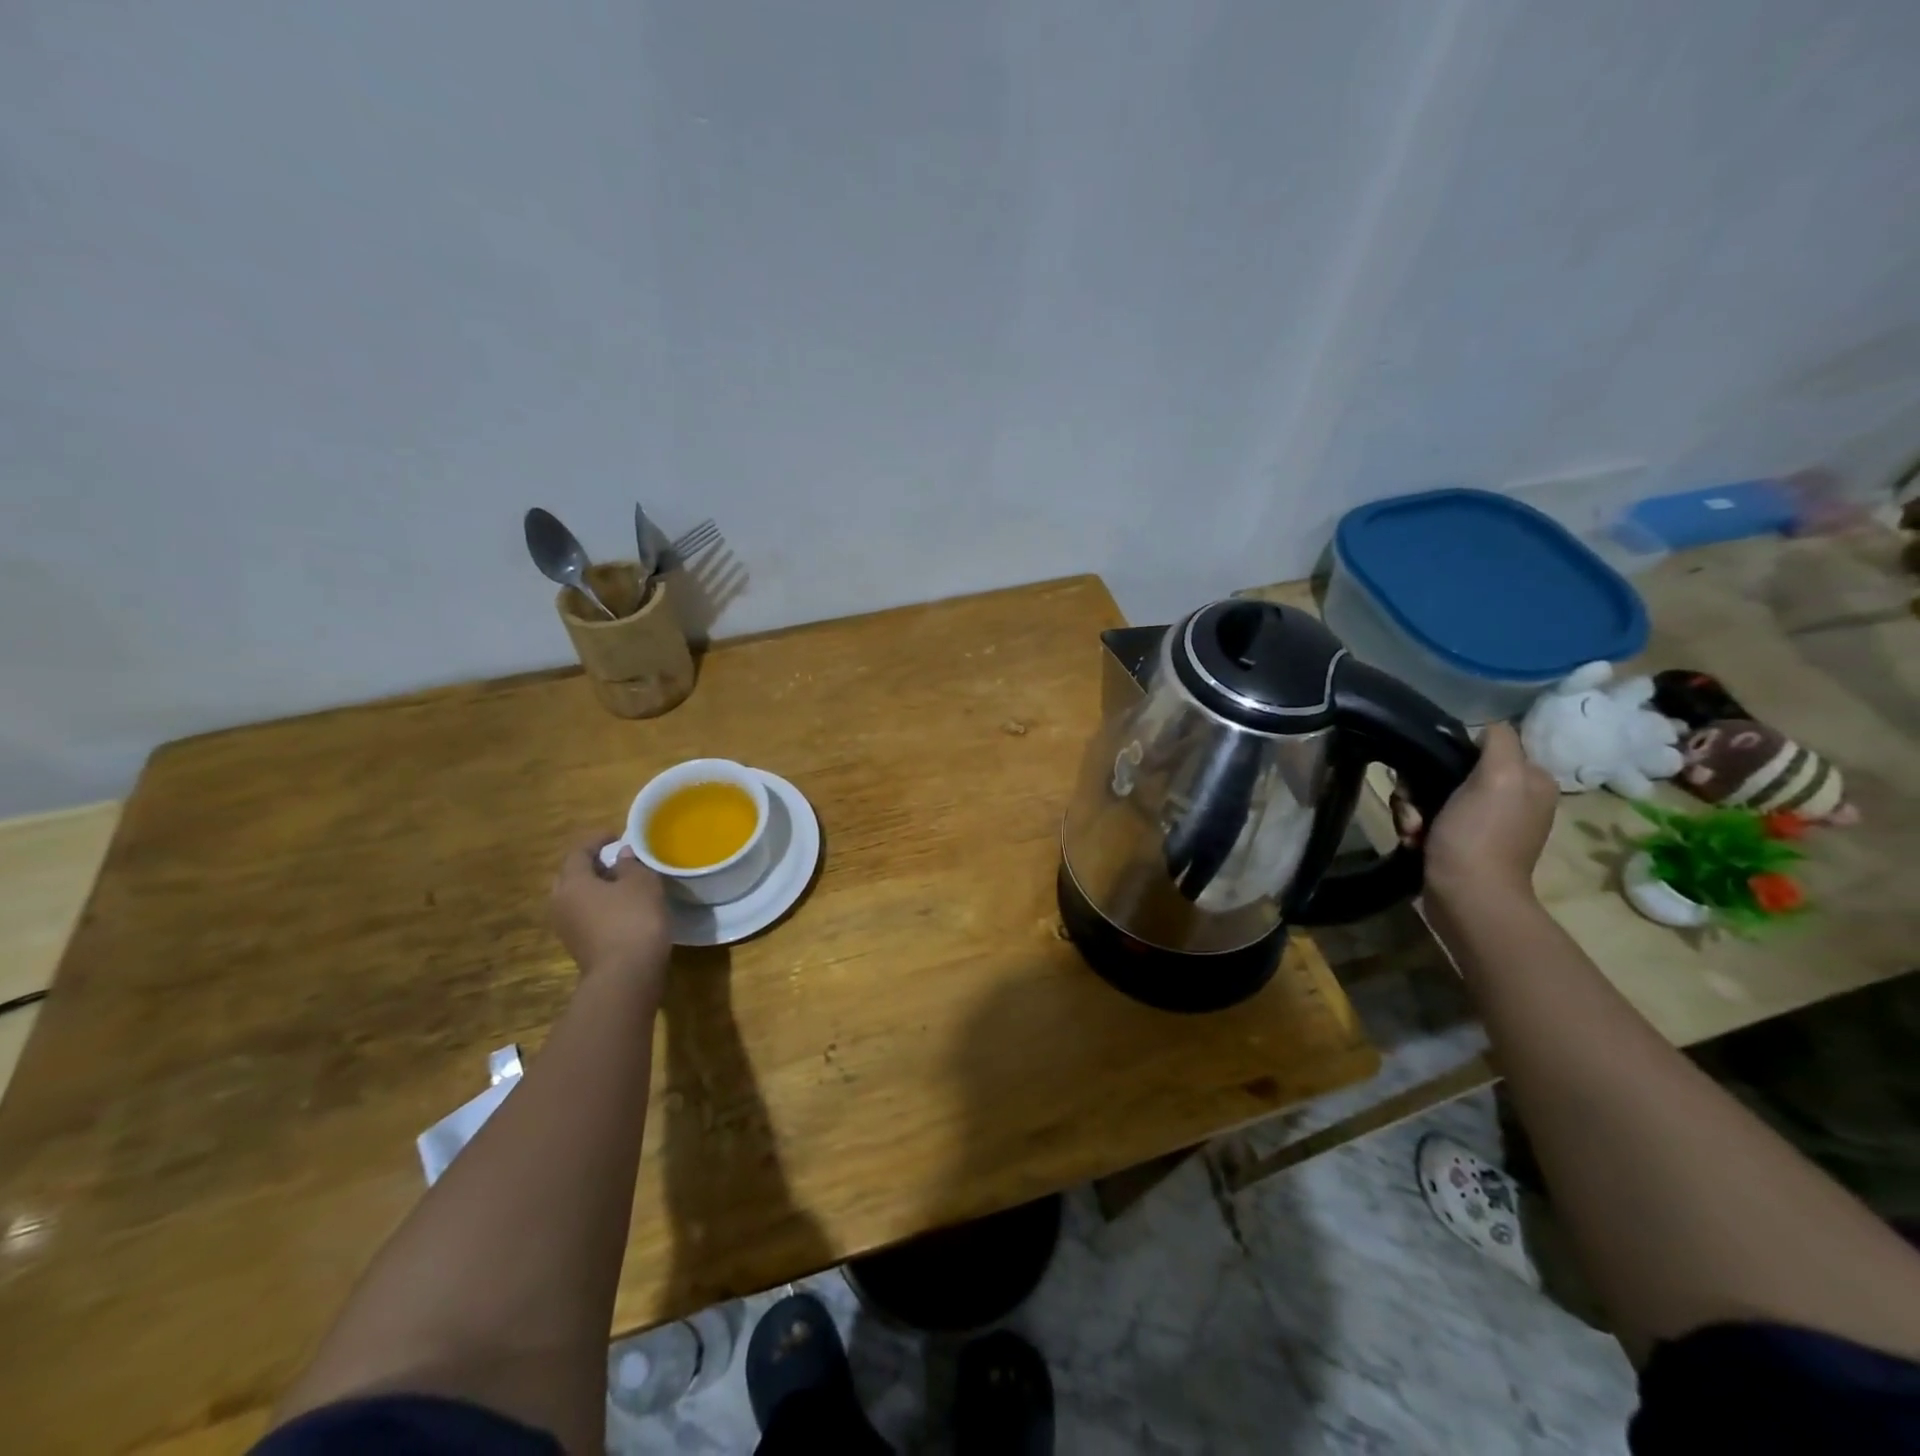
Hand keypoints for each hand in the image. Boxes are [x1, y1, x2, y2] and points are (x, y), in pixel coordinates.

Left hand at [549, 836, 671, 991]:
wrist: (626, 975)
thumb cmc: (633, 919)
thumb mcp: (641, 884)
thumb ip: (631, 865)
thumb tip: (622, 857)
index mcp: (572, 883)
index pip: (578, 852)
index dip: (596, 840)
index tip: (616, 835)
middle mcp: (561, 903)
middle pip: (571, 876)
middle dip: (591, 864)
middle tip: (615, 858)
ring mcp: (567, 928)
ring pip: (577, 898)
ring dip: (596, 887)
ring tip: (622, 882)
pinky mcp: (580, 946)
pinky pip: (585, 915)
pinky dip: (600, 905)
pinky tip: (623, 907)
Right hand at [1416, 722, 1557, 904]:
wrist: (1466, 897)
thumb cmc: (1480, 835)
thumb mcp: (1499, 776)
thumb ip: (1499, 742)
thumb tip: (1484, 727)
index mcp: (1529, 780)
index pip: (1480, 746)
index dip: (1448, 754)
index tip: (1429, 772)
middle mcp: (1512, 798)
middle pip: (1449, 771)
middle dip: (1421, 786)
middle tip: (1416, 806)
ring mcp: (1484, 822)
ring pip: (1431, 795)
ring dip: (1412, 808)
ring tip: (1413, 829)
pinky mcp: (1460, 842)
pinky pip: (1428, 819)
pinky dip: (1415, 827)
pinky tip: (1413, 840)